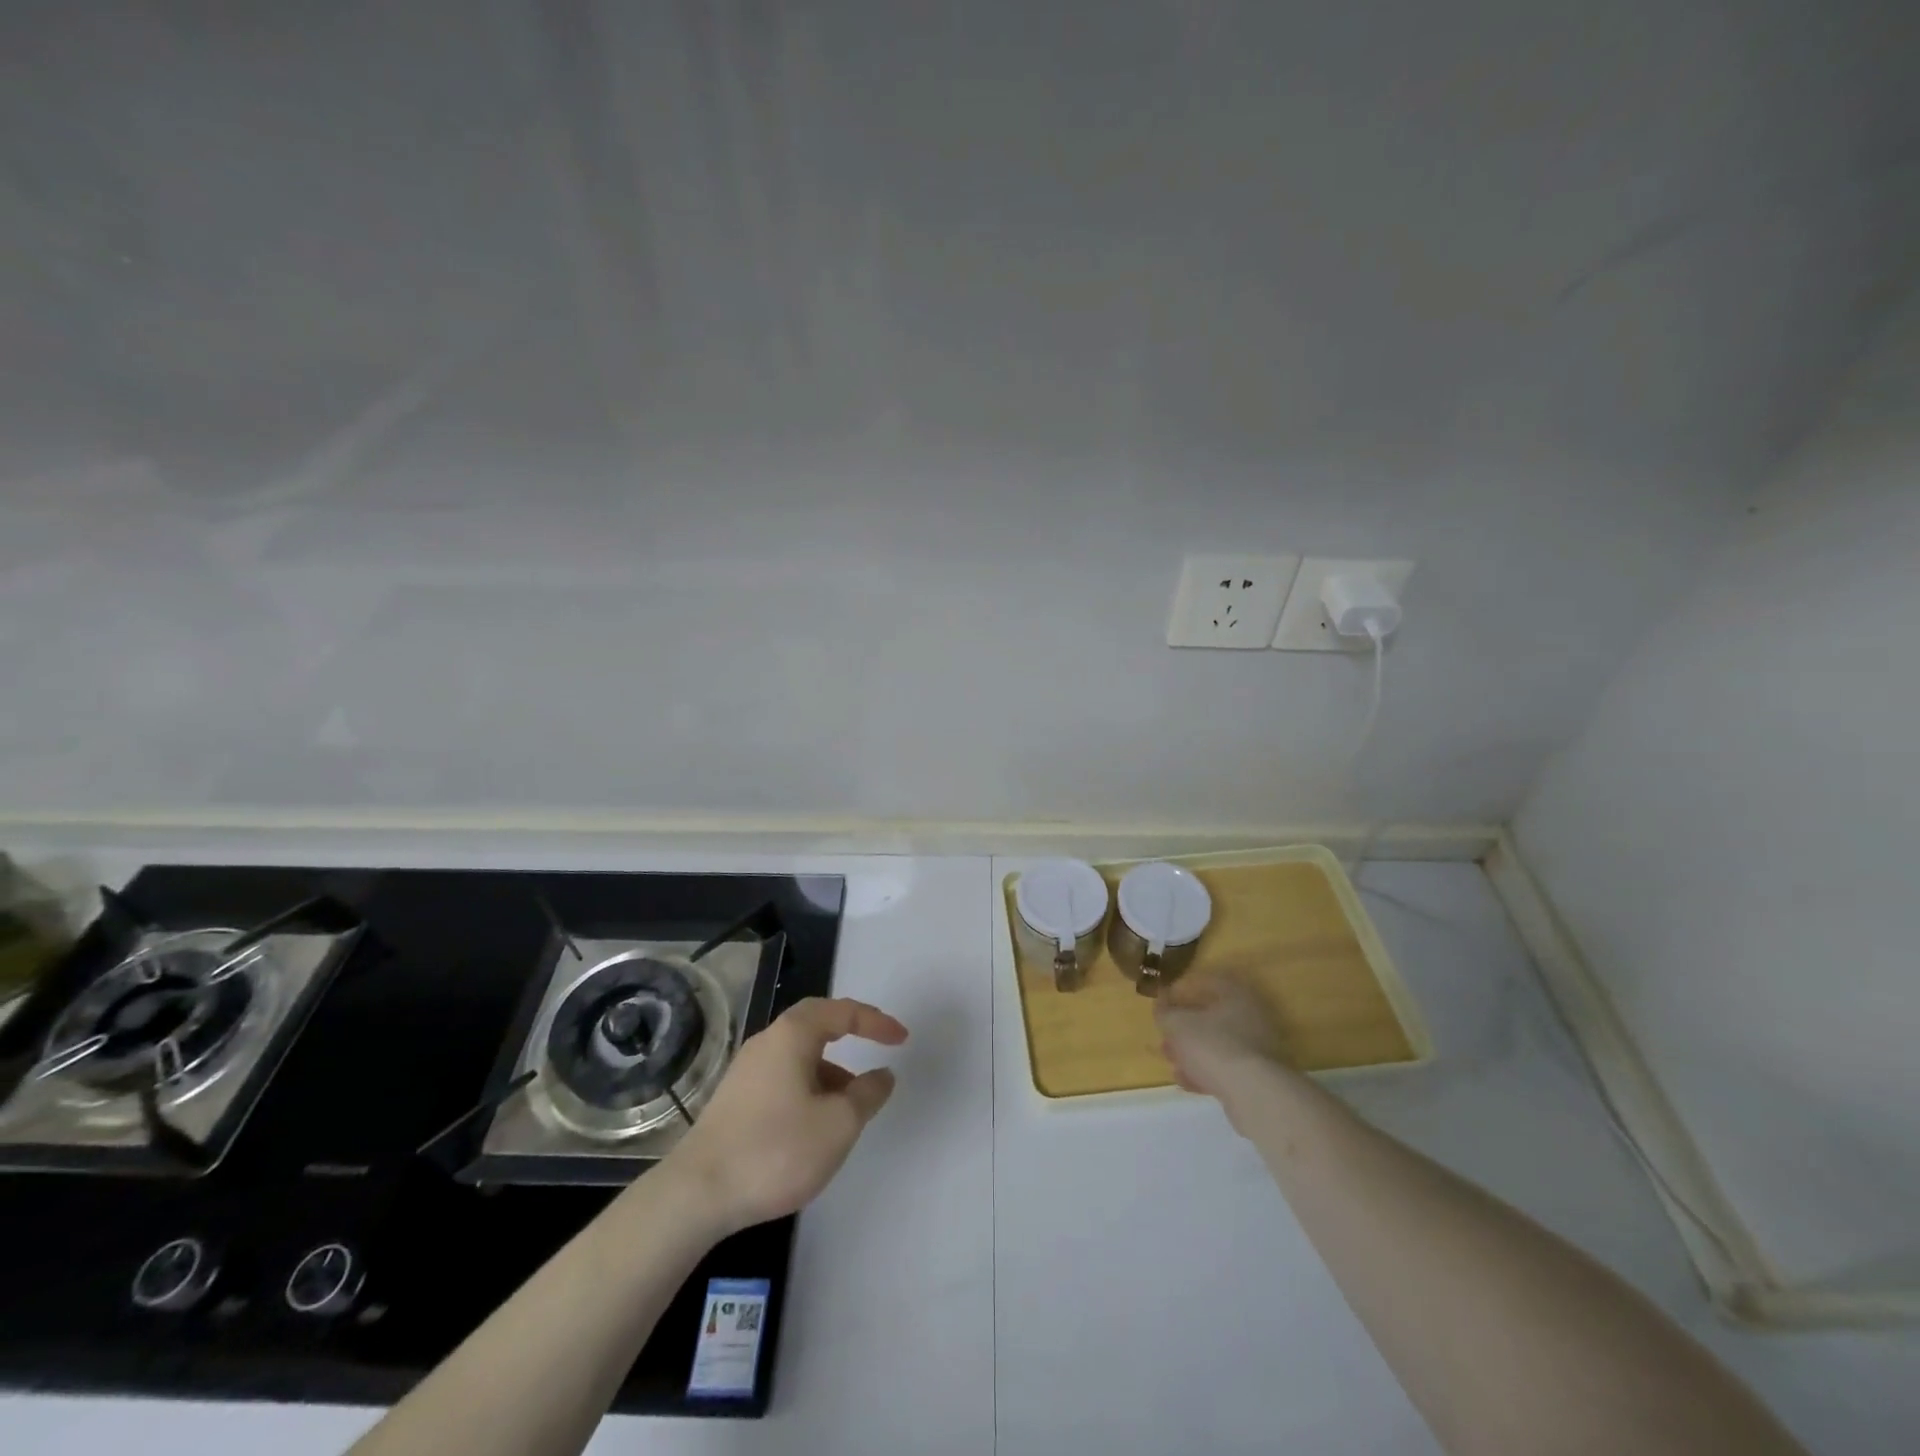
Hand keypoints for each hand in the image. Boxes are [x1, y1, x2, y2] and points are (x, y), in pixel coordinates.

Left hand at [664, 997, 907, 1234]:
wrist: (696, 1195)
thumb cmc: (776, 1150)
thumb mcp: (838, 1125)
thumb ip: (867, 1095)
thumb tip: (882, 1074)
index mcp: (792, 1035)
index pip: (842, 1012)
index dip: (876, 1022)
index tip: (901, 1038)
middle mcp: (767, 1042)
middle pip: (816, 1026)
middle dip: (850, 1036)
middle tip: (876, 1050)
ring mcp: (745, 1071)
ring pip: (799, 1057)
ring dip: (830, 1071)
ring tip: (850, 1108)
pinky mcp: (734, 1100)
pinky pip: (783, 1078)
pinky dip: (809, 1089)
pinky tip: (814, 1126)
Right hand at [1154, 975, 1284, 1099]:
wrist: (1252, 1094)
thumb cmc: (1212, 1045)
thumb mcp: (1177, 1024)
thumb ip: (1165, 1012)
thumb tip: (1160, 1002)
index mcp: (1236, 995)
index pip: (1207, 982)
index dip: (1183, 990)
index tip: (1165, 1002)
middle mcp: (1252, 1016)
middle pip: (1212, 1017)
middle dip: (1185, 1028)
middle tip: (1165, 1037)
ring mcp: (1258, 1047)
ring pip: (1217, 1044)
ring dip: (1192, 1051)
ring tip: (1171, 1062)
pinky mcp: (1259, 1075)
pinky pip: (1226, 1067)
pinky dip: (1205, 1071)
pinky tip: (1186, 1081)